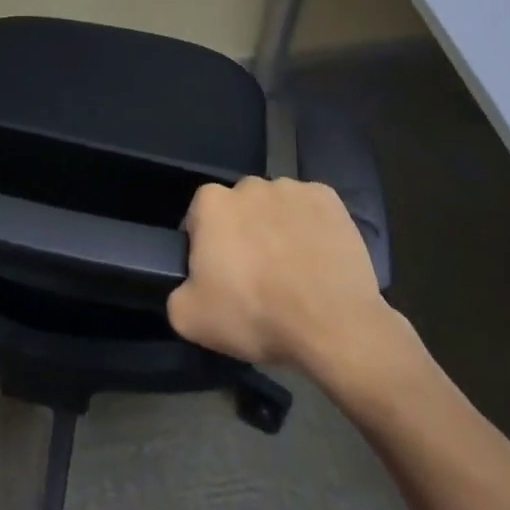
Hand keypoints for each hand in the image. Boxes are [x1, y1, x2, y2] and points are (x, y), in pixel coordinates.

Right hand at [167, 176, 406, 375]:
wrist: (332, 324)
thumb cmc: (255, 314)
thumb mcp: (191, 319)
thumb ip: (177, 293)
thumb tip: (189, 285)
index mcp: (211, 202)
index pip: (199, 221)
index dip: (207, 251)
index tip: (221, 279)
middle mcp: (249, 184)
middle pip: (239, 210)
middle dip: (243, 235)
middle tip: (257, 278)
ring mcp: (292, 188)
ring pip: (275, 208)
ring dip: (277, 230)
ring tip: (293, 272)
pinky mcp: (329, 199)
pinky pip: (310, 211)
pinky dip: (311, 228)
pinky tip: (317, 260)